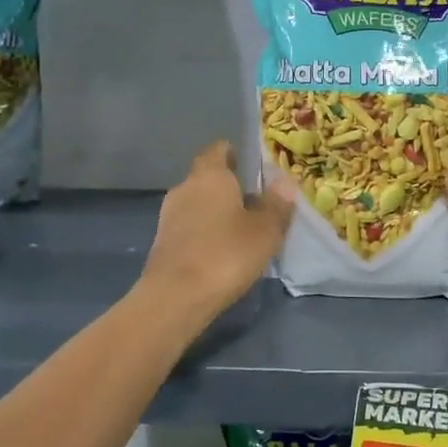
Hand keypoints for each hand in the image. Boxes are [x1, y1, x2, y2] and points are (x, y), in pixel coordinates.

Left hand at [141, 141, 295, 319]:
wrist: (175, 297)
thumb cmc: (226, 254)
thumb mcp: (265, 231)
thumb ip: (276, 205)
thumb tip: (285, 182)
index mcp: (209, 175)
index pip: (218, 149)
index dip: (234, 152)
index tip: (250, 162)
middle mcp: (185, 188)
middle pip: (207, 177)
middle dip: (228, 185)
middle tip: (255, 200)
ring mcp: (169, 215)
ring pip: (197, 203)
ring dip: (215, 211)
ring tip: (241, 228)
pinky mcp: (162, 242)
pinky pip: (189, 227)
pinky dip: (204, 232)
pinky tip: (221, 250)